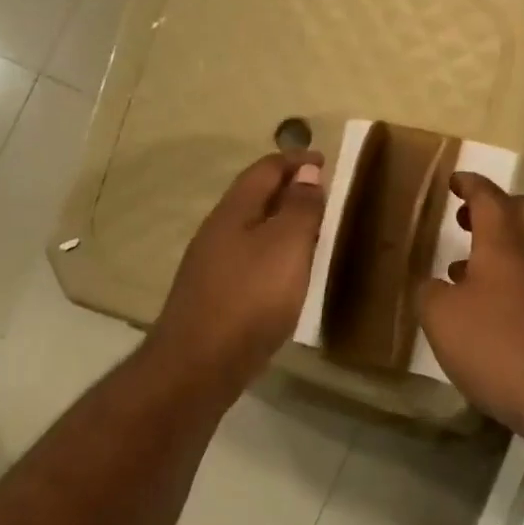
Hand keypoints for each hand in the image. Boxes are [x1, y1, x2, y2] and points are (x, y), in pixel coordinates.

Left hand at [150, 151, 325, 391]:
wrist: (199, 364)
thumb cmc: (250, 297)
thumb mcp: (286, 246)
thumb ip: (299, 208)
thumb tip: (306, 171)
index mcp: (234, 211)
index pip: (265, 170)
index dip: (295, 160)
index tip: (324, 160)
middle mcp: (217, 231)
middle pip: (254, 198)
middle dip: (287, 190)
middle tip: (321, 195)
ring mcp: (211, 265)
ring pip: (250, 230)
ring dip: (279, 224)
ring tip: (310, 232)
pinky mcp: (213, 295)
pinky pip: (248, 260)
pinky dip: (271, 254)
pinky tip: (284, 274)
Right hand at [417, 172, 523, 443]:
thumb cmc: (496, 345)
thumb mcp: (442, 319)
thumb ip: (430, 293)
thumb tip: (433, 285)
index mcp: (504, 244)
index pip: (489, 197)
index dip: (471, 184)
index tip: (455, 180)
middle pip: (522, 213)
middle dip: (494, 208)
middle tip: (466, 216)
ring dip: (499, 246)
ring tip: (462, 265)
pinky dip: (507, 278)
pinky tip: (483, 306)